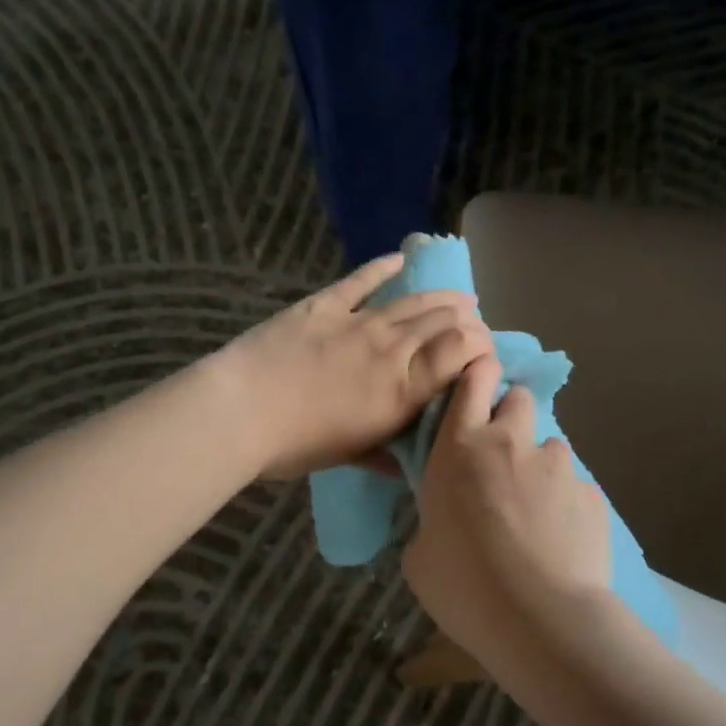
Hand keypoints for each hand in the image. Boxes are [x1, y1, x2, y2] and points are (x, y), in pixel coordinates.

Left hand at [216, 253, 493, 479]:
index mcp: (403, 390)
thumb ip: (387, 455)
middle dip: (468, 321)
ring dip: (441, 297)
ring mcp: (358, 321)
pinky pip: (361, 280)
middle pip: (443, 322)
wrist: (241, 411)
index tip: (485, 352)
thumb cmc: (296, 445)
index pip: (461, 353)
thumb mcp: (351, 457)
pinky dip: (382, 268)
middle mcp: (392, 349)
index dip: (481, 346)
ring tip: (459, 297)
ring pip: (413, 301)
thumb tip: (412, 465)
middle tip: (474, 324)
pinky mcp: (324, 304)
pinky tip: (399, 260)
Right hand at [402, 355, 610, 657]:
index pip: (472, 381)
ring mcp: (558, 466)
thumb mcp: (420, 554)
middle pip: (518, 399)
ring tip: (534, 513)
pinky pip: (574, 488)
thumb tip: (445, 522)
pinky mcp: (592, 496)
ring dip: (539, 466)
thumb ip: (433, 520)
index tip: (477, 380)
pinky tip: (560, 542)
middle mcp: (511, 443)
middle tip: (501, 456)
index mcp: (460, 447)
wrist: (540, 619)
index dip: (476, 372)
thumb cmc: (463, 584)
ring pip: (550, 447)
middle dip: (510, 415)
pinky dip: (565, 504)